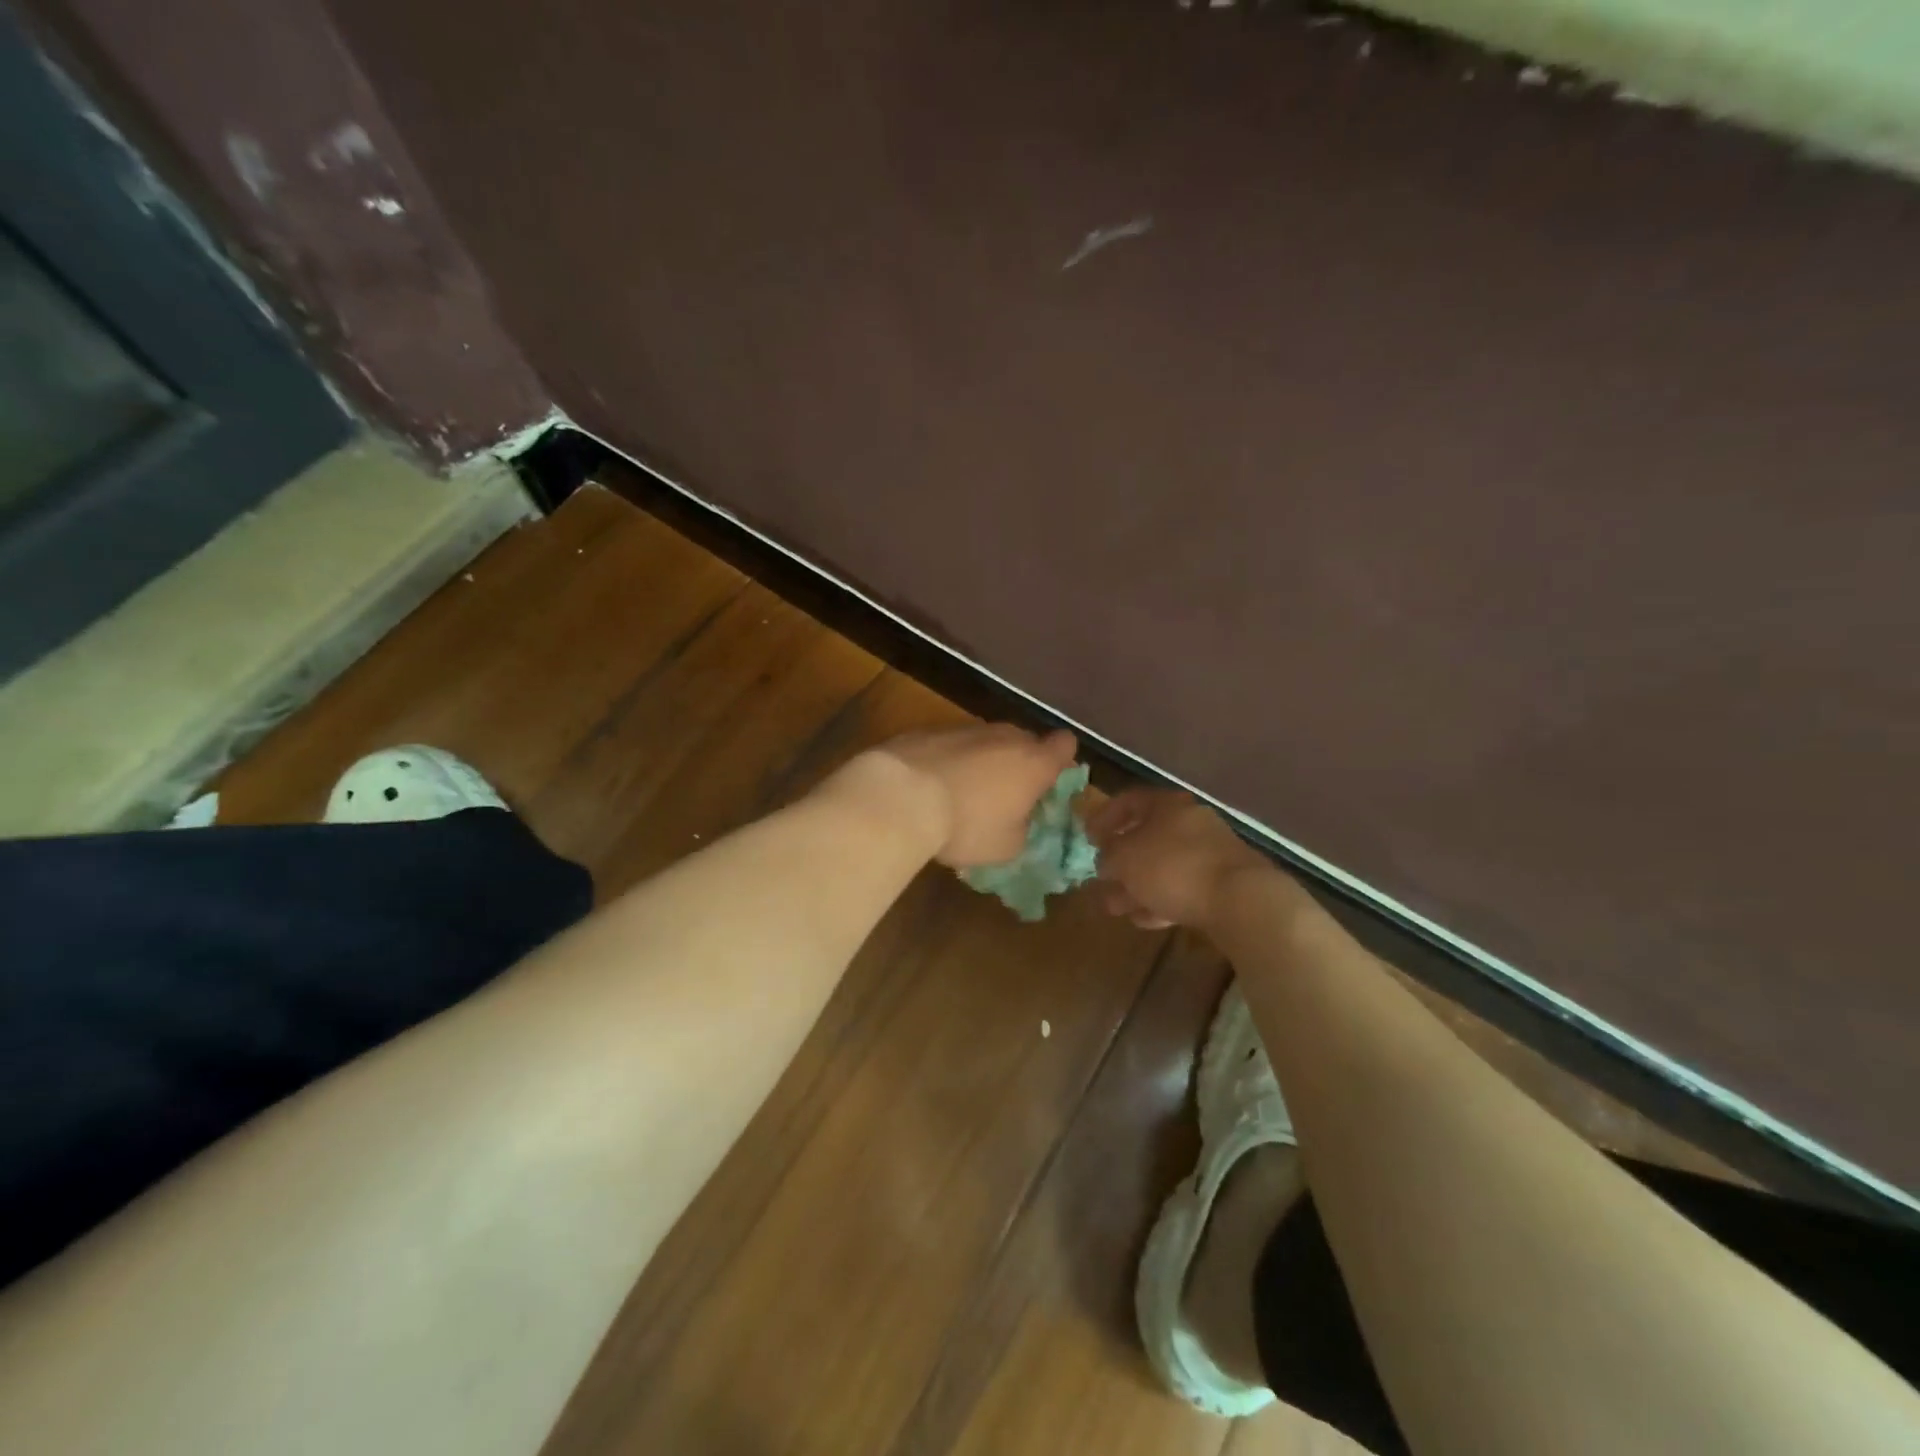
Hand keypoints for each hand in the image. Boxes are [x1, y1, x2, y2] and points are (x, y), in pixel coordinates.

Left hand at [869, 723, 1078, 867]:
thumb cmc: (966, 825)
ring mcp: (966, 728)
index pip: (1065, 746)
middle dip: (1018, 763)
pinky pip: (951, 744)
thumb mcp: (1006, 846)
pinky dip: (948, 760)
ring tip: (961, 793)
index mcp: (1033, 763)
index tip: (1050, 780)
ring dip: (981, 761)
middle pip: (1024, 741)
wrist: (901, 795)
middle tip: (1005, 794)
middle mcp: (1005, 736)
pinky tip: (930, 786)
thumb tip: (1017, 820)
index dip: (1061, 760)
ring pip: (985, 741)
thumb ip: (1021, 829)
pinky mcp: (930, 729)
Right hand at [1086, 789, 1268, 929]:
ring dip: (1137, 886)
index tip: (1087, 837)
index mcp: (1167, 805)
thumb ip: (1108, 856)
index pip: (1129, 801)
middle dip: (1121, 861)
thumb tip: (1105, 860)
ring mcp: (1210, 853)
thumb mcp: (1125, 858)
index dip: (1104, 817)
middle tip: (1100, 879)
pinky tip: (1146, 920)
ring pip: (1163, 866)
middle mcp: (1190, 822)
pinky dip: (1162, 900)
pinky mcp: (1223, 884)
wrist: (1241, 900)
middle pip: (1147, 837)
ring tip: (1116, 908)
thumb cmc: (1173, 868)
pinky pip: (1184, 888)